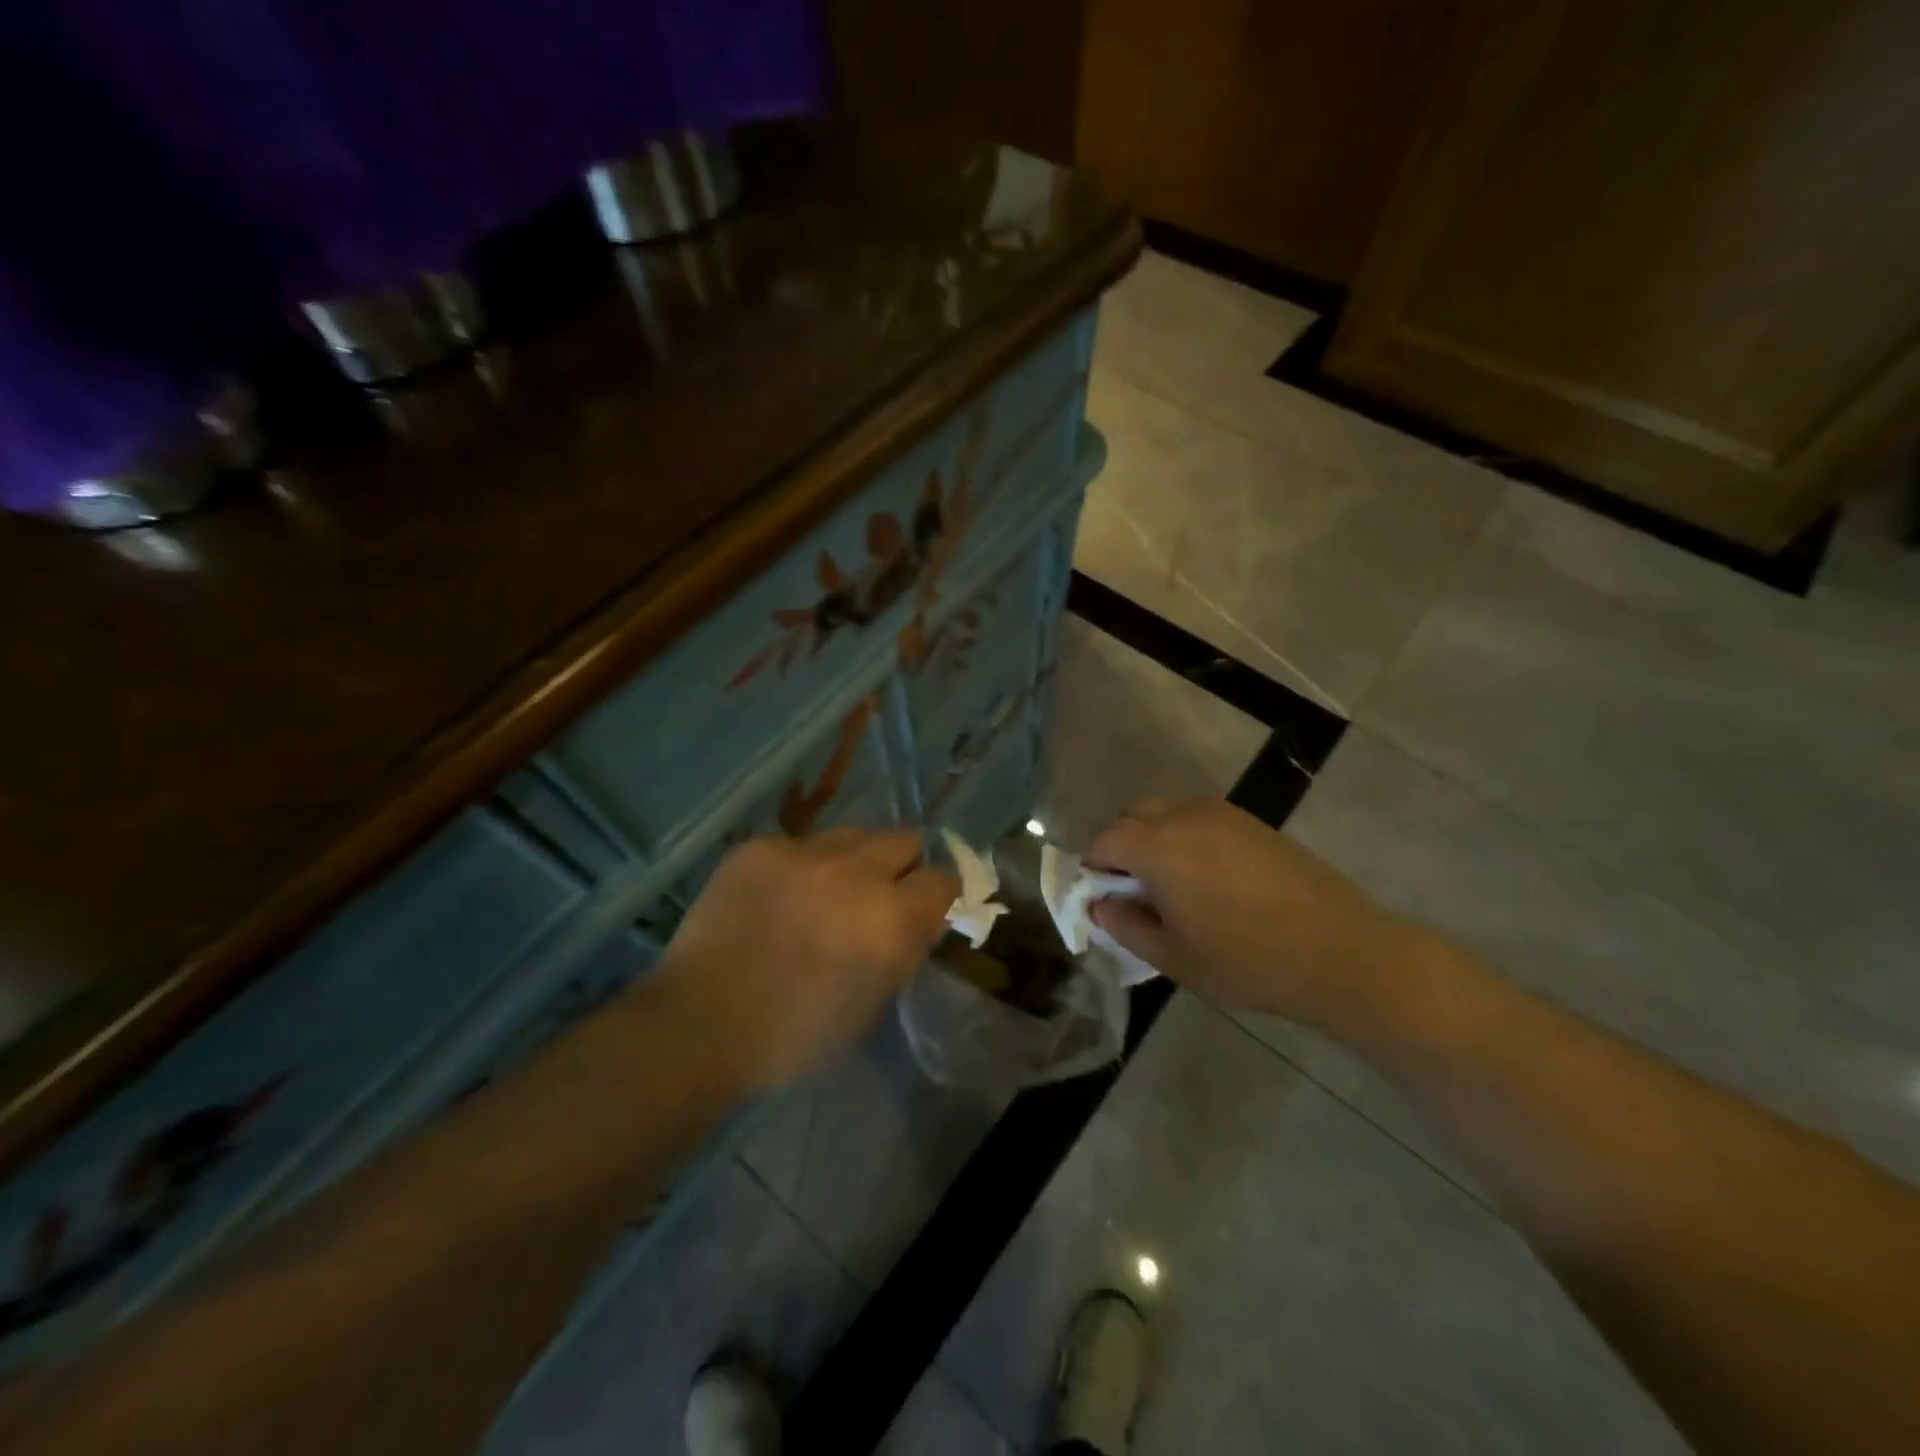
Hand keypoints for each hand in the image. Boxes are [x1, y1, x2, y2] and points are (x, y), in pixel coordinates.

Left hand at [649, 828, 957, 1091]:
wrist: (701, 1025)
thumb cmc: (796, 1035)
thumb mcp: (874, 1002)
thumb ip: (906, 948)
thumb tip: (922, 915)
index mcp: (891, 919)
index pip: (942, 878)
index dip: (935, 895)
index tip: (921, 908)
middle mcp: (856, 872)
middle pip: (904, 839)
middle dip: (900, 865)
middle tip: (875, 894)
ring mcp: (804, 852)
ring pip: (853, 835)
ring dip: (851, 861)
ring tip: (821, 893)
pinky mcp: (760, 846)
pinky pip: (799, 843)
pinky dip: (798, 867)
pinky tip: (774, 898)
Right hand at [1087, 799, 1403, 1026]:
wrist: (1341, 952)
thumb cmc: (1247, 961)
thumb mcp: (1173, 957)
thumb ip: (1125, 926)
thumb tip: (1101, 905)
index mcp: (1158, 846)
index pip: (1104, 839)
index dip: (1094, 867)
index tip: (1104, 899)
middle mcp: (1185, 816)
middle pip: (1133, 816)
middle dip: (1123, 847)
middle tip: (1136, 892)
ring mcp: (1224, 815)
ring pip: (1168, 814)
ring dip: (1156, 841)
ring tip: (1176, 888)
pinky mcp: (1253, 823)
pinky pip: (1202, 820)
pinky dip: (1189, 840)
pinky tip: (1212, 881)